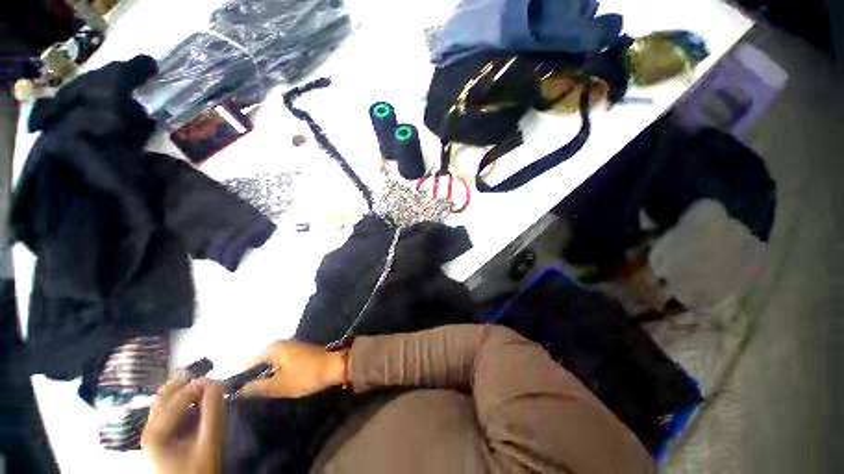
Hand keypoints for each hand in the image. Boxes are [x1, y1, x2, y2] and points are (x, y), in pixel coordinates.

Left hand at [141, 376, 224, 473]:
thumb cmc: (198, 471)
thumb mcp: (208, 444)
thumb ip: (213, 414)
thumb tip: (217, 385)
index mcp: (154, 435)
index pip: (175, 400)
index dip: (197, 387)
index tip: (217, 381)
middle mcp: (149, 432)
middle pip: (165, 398)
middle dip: (187, 386)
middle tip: (209, 380)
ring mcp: (153, 435)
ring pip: (167, 404)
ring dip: (186, 394)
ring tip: (207, 390)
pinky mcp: (161, 438)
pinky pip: (171, 413)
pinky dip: (185, 405)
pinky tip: (198, 403)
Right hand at [240, 340, 346, 397]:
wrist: (334, 367)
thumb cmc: (305, 375)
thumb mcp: (278, 385)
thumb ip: (256, 387)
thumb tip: (239, 390)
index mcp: (272, 348)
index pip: (248, 364)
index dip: (242, 380)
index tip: (237, 397)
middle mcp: (280, 344)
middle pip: (259, 364)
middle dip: (254, 379)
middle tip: (249, 398)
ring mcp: (290, 347)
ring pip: (270, 364)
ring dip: (266, 377)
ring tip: (261, 395)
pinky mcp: (298, 353)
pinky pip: (281, 364)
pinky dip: (276, 373)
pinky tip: (276, 386)